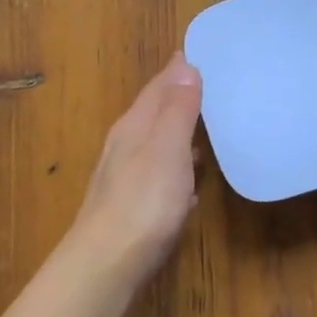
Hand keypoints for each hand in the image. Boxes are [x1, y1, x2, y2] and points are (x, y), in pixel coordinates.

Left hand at [67, 52, 202, 282]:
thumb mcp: (167, 149)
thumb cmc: (144, 202)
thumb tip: (184, 65)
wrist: (108, 263)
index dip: (176, 70)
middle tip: (209, 85)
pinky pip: (160, 177)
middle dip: (179, 99)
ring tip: (206, 128)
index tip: (195, 53)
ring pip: (157, 145)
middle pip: (154, 114)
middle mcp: (126, 147)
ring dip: (179, 134)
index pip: (157, 88)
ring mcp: (127, 179)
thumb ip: (177, 109)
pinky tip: (190, 184)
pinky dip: (177, 171)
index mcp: (134, 127)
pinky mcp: (134, 208)